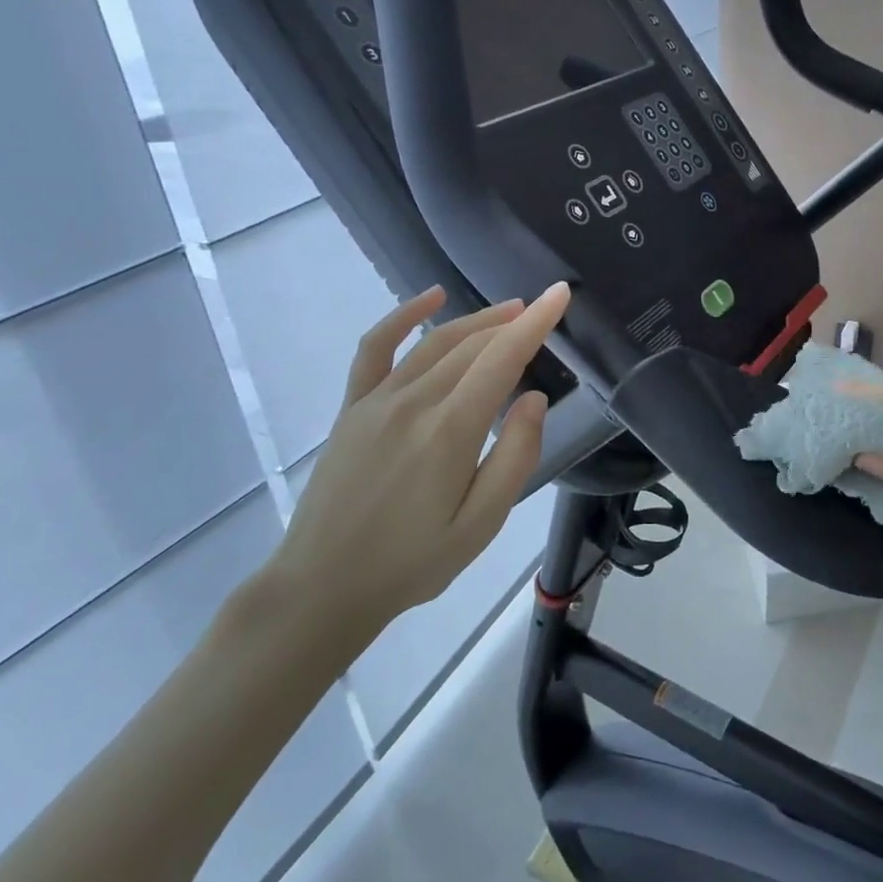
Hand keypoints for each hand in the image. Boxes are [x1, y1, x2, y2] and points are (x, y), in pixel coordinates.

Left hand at [263, 282, 570, 662]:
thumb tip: (535, 398)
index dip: (535, 323)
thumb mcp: (482, 524)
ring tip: (508, 310)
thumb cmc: (413, 562)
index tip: (559, 294)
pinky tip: (429, 298)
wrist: (323, 586)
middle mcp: (413, 403)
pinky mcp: (352, 408)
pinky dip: (403, 317)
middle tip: (542, 311)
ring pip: (434, 342)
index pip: (501, 359)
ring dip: (475, 320)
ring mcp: (377, 401)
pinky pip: (375, 348)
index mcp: (450, 431)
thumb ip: (515, 456)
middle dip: (512, 322)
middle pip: (471, 345)